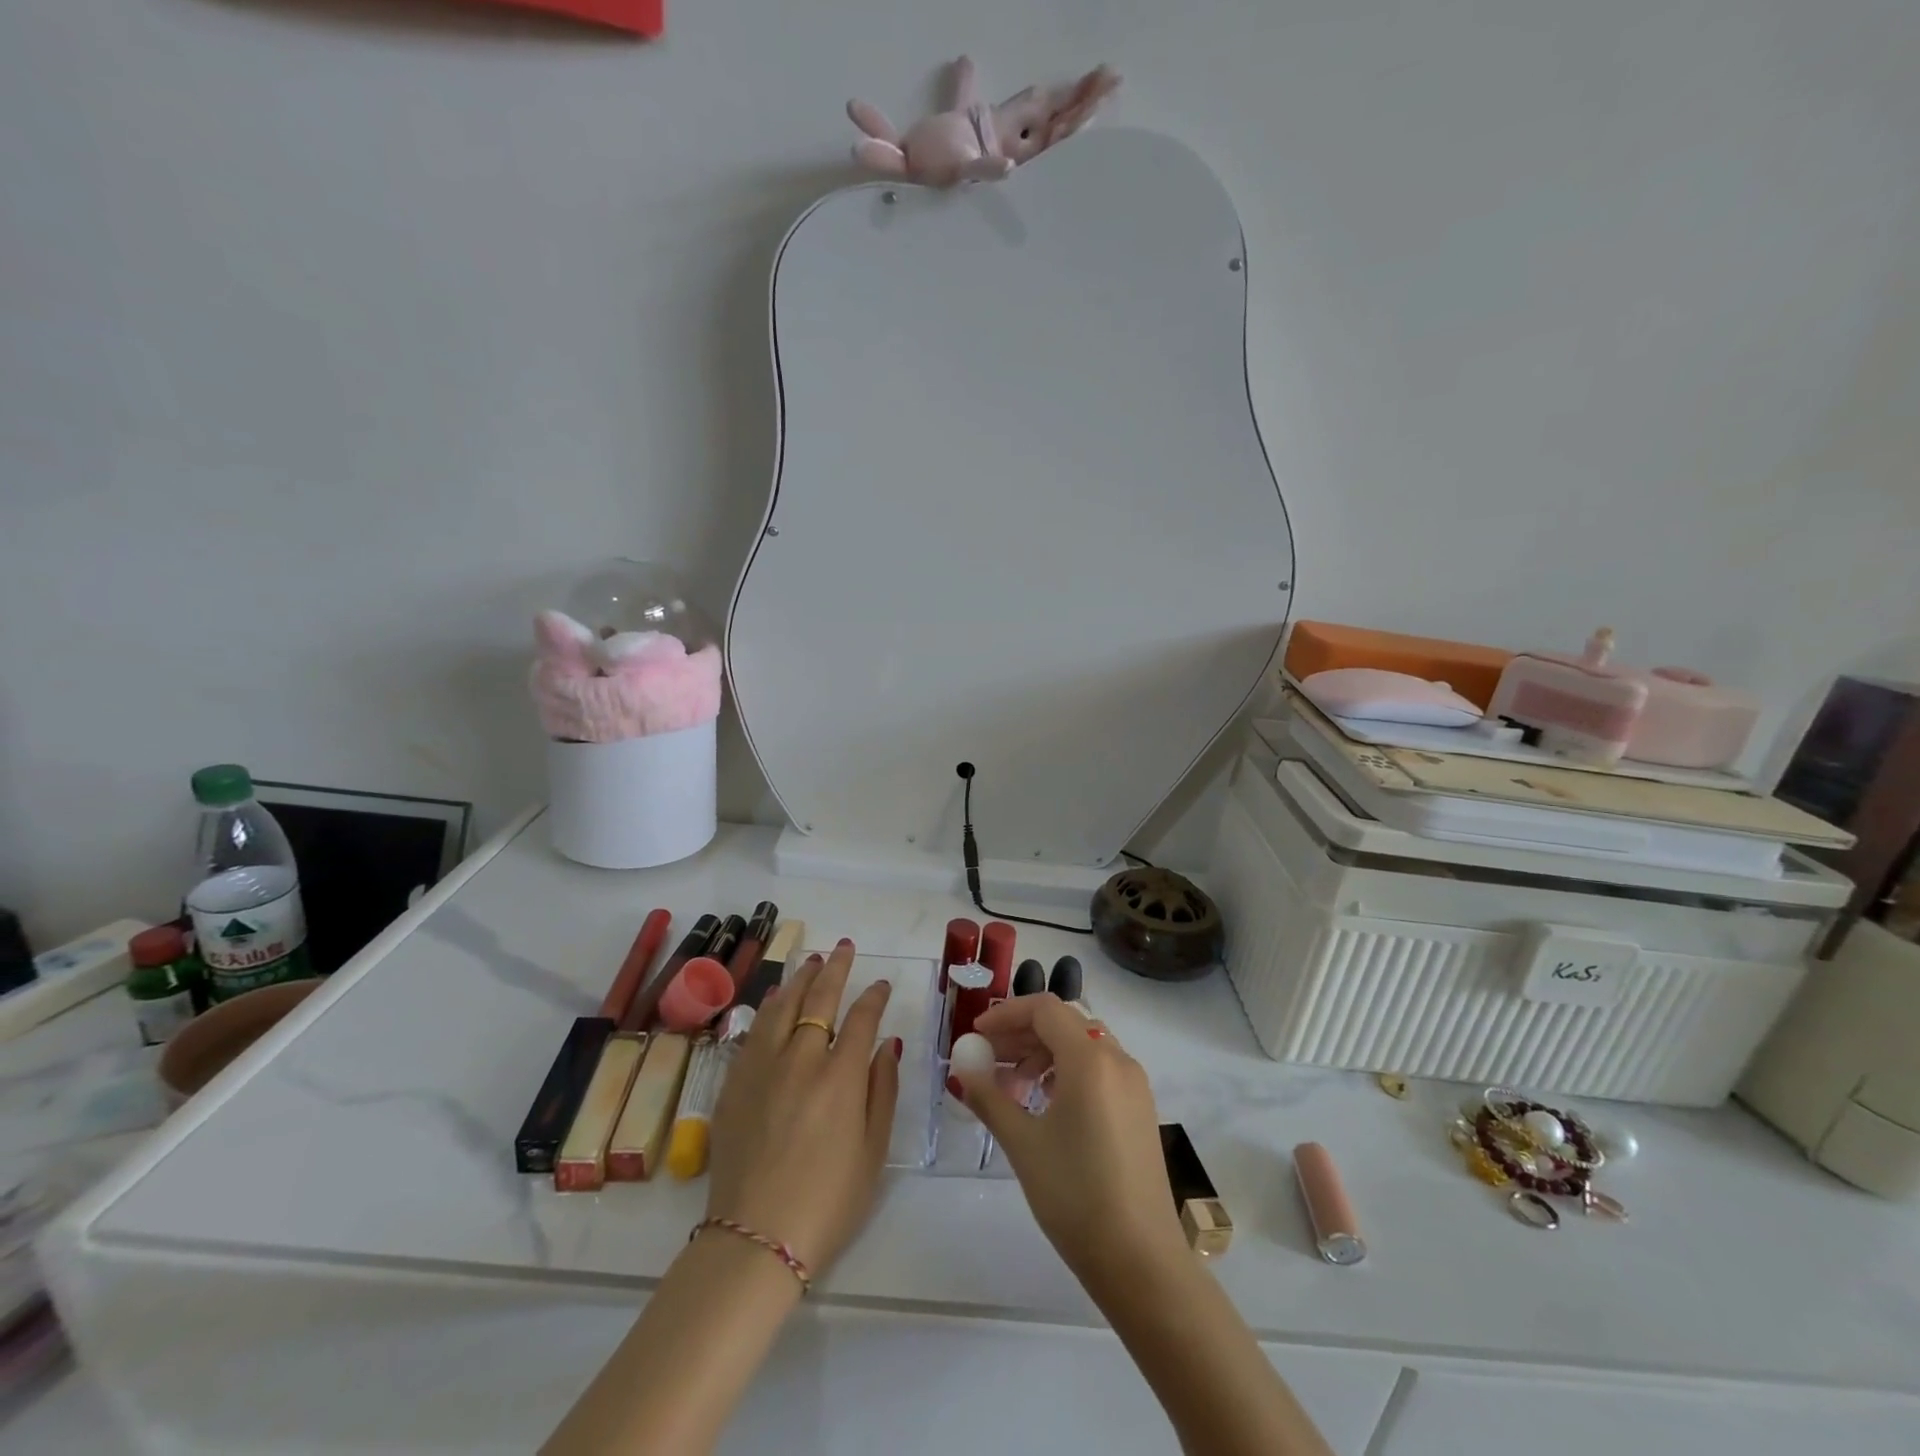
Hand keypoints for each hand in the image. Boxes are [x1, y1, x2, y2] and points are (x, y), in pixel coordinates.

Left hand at [704, 939, 900, 1275]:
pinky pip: (754, 1032)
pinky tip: (776, 1000)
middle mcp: (800, 1059)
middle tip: (844, 948)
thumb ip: (882, 1090)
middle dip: (835, 968)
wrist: (754, 1239)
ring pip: (782, 1007)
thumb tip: (886, 1044)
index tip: (882, 984)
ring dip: (800, 980)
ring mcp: (762, 1068)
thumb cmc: (828, 1202)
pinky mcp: (734, 1084)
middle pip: (819, 999)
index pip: (861, 1019)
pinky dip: (770, 1009)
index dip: (874, 997)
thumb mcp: (873, 1151)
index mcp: (840, 1076)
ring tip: (811, 962)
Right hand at [952, 994, 1187, 1285]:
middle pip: (1063, 1023)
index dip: (1006, 1015)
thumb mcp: (1023, 1144)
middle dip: (1021, 1034)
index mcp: (1091, 1059)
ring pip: (1082, 1045)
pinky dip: (1066, 1071)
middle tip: (987, 1060)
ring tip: (1011, 1088)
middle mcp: (1117, 1059)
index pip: (1044, 1009)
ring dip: (1042, 1053)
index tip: (977, 1036)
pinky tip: (1044, 1105)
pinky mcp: (1139, 1108)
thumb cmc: (1076, 1196)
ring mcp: (1134, 1084)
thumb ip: (989, 1097)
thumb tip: (962, 1070)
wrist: (1141, 1262)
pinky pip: (1098, 1069)